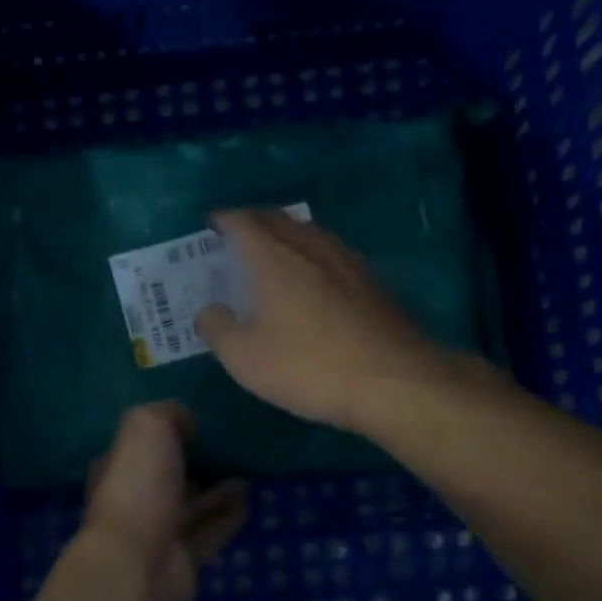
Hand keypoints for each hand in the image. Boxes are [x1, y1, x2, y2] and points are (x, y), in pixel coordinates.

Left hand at [76, 403, 246, 600]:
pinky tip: (250, 502)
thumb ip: (167, 414)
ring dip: (217, 491)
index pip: (140, 445)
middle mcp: (135, 498)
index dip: (166, 432)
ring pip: (192, 505)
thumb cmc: (138, 489)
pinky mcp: (183, 559)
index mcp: (118, 467)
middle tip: (230, 448)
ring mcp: (158, 532)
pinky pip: (210, 532)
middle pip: (167, 476)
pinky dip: (228, 517)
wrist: (138, 567)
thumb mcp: (147, 429)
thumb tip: (188, 423)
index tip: (199, 422)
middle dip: (194, 463)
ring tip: (247, 473)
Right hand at [193, 209, 445, 433]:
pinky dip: (312, 257)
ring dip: (287, 236)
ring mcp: (348, 262)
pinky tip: (314, 279)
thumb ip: (218, 329)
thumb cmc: (308, 365)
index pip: (244, 222)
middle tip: (238, 234)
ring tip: (274, 251)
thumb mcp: (245, 358)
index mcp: (274, 258)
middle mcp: (311, 248)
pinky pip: (332, 255)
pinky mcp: (372, 283)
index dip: (225, 219)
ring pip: (310, 234)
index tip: (212, 223)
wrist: (393, 381)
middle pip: (279, 220)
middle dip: (255, 222)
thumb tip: (208, 312)